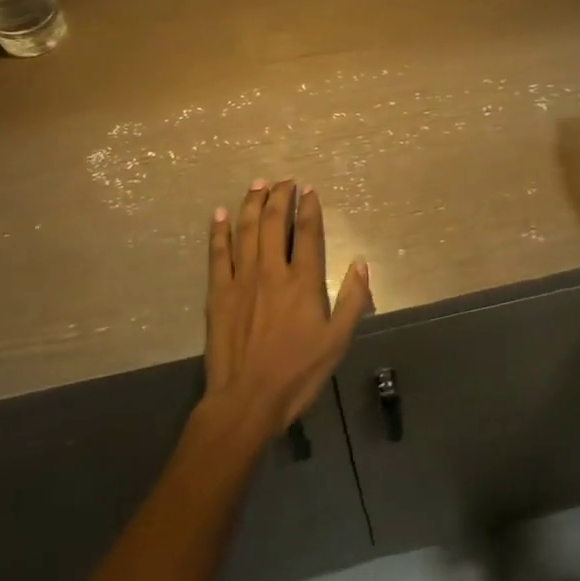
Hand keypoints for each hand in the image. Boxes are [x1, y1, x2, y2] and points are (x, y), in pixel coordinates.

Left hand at [203, 179, 370, 440]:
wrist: (246, 400)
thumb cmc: (297, 373)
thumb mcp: (337, 341)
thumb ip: (353, 300)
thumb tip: (361, 262)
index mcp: (303, 282)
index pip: (308, 233)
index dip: (309, 208)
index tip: (310, 190)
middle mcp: (272, 271)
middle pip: (275, 222)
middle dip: (280, 196)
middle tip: (284, 180)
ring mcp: (242, 279)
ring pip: (247, 230)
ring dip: (252, 203)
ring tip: (257, 184)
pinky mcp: (218, 292)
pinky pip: (218, 253)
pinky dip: (218, 231)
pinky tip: (219, 213)